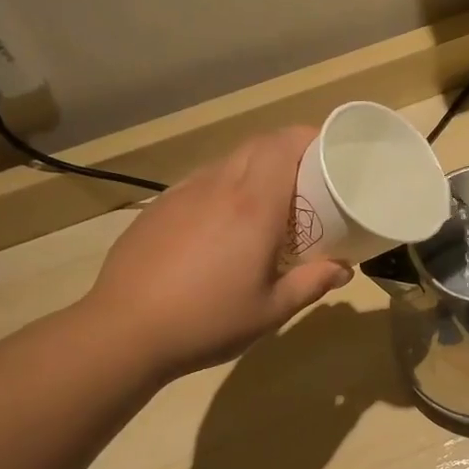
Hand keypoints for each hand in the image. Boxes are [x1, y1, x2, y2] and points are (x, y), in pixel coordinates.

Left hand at [80, 126, 352, 378]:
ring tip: (268, 204)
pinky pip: (201, 184)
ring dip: (254, 170)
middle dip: (287, 151)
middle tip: (308, 179)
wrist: (124, 331)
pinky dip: (224, 189)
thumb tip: (344, 270)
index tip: (329, 151)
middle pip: (257, 145)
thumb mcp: (271, 311)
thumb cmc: (208, 321)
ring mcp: (182, 194)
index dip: (308, 137)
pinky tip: (222, 227)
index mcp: (252, 206)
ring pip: (227, 163)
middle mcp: (218, 187)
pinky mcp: (158, 208)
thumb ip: (311, 284)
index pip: (283, 145)